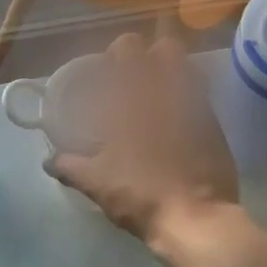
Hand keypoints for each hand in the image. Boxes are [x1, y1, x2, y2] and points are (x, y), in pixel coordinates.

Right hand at [47, 33, 238, 250]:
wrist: (195, 219)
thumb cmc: (140, 194)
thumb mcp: (96, 183)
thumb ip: (70, 166)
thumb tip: (48, 161)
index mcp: (135, 97)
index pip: (129, 48)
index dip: (120, 51)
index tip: (111, 67)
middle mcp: (169, 92)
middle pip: (167, 49)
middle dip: (153, 55)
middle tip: (139, 78)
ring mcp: (198, 107)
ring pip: (190, 71)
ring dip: (175, 76)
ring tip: (159, 98)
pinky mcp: (217, 127)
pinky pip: (203, 100)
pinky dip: (190, 103)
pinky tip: (178, 124)